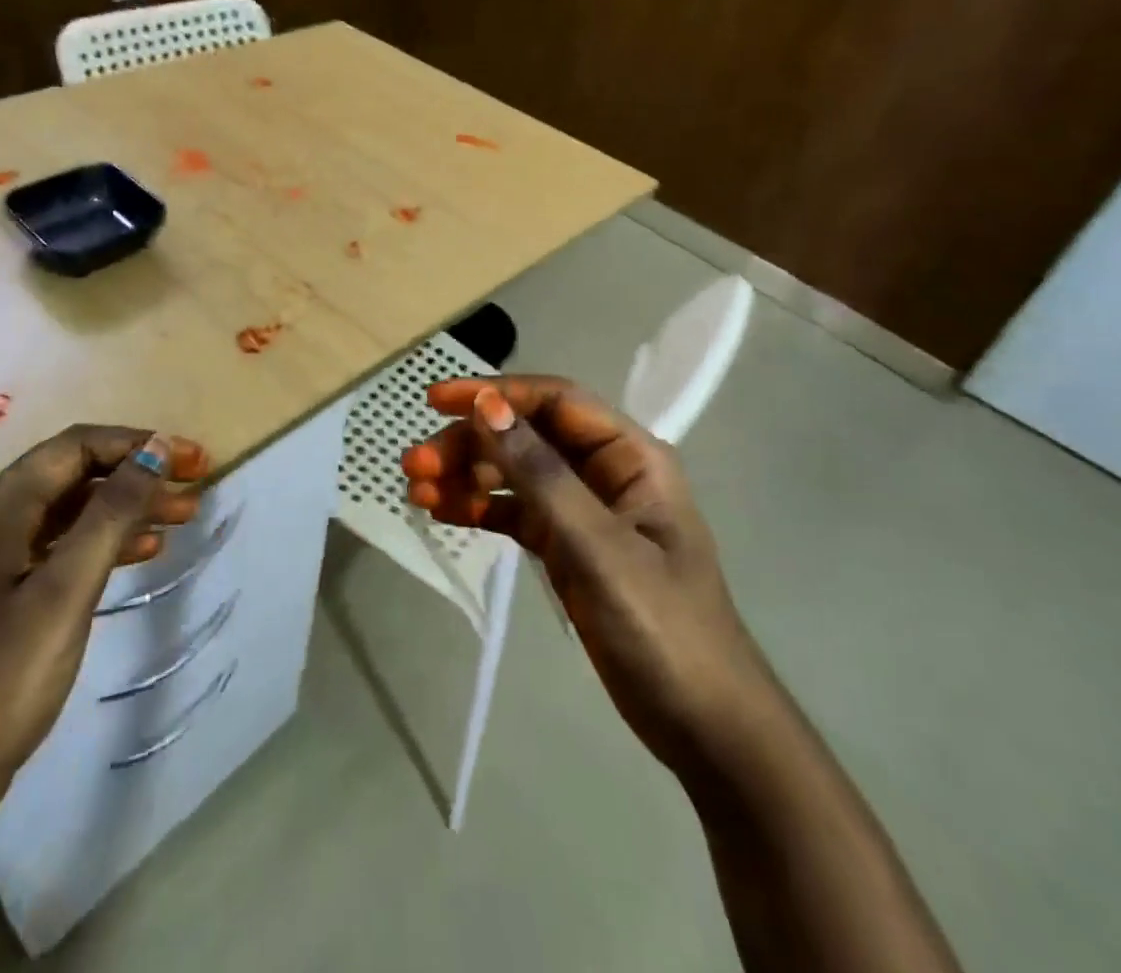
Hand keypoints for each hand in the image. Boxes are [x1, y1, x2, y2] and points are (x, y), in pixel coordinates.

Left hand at [0, 425, 210, 833]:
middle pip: (78, 471)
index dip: (139, 444)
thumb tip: (157, 448)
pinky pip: (66, 540)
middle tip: (196, 483)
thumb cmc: (7, 675)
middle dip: (139, 472)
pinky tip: (148, 548)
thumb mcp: (69, 588)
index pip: (78, 446)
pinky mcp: (7, 582)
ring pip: (76, 505)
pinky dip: (108, 537)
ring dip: (130, 504)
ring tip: (186, 514)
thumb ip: (114, 511)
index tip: (191, 459)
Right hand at [403, 376, 758, 768]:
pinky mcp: (567, 547)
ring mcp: (584, 510)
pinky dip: (478, 508)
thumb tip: (486, 407)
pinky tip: (441, 512)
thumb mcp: (598, 547)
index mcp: (629, 456)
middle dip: (469, 444)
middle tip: (415, 465)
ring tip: (416, 490)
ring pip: (514, 473)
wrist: (705, 727)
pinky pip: (515, 512)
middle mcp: (605, 472)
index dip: (494, 393)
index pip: (554, 402)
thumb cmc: (663, 629)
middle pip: (525, 435)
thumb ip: (541, 474)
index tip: (436, 400)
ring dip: (466, 475)